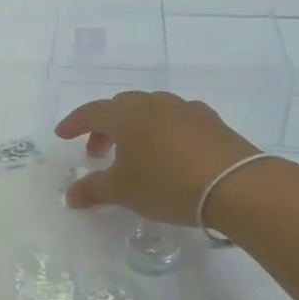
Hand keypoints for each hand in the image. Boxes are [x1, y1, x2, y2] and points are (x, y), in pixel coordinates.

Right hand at [55, 91, 258, 224]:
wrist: (236, 185)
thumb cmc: (167, 184)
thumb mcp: (123, 191)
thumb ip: (93, 190)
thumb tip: (70, 195)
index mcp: (126, 115)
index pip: (91, 112)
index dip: (74, 123)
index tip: (62, 135)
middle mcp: (153, 104)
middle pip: (120, 107)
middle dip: (104, 127)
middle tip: (97, 151)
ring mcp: (185, 109)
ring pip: (150, 110)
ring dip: (135, 127)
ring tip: (134, 152)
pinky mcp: (211, 121)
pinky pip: (176, 119)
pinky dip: (163, 131)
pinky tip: (169, 151)